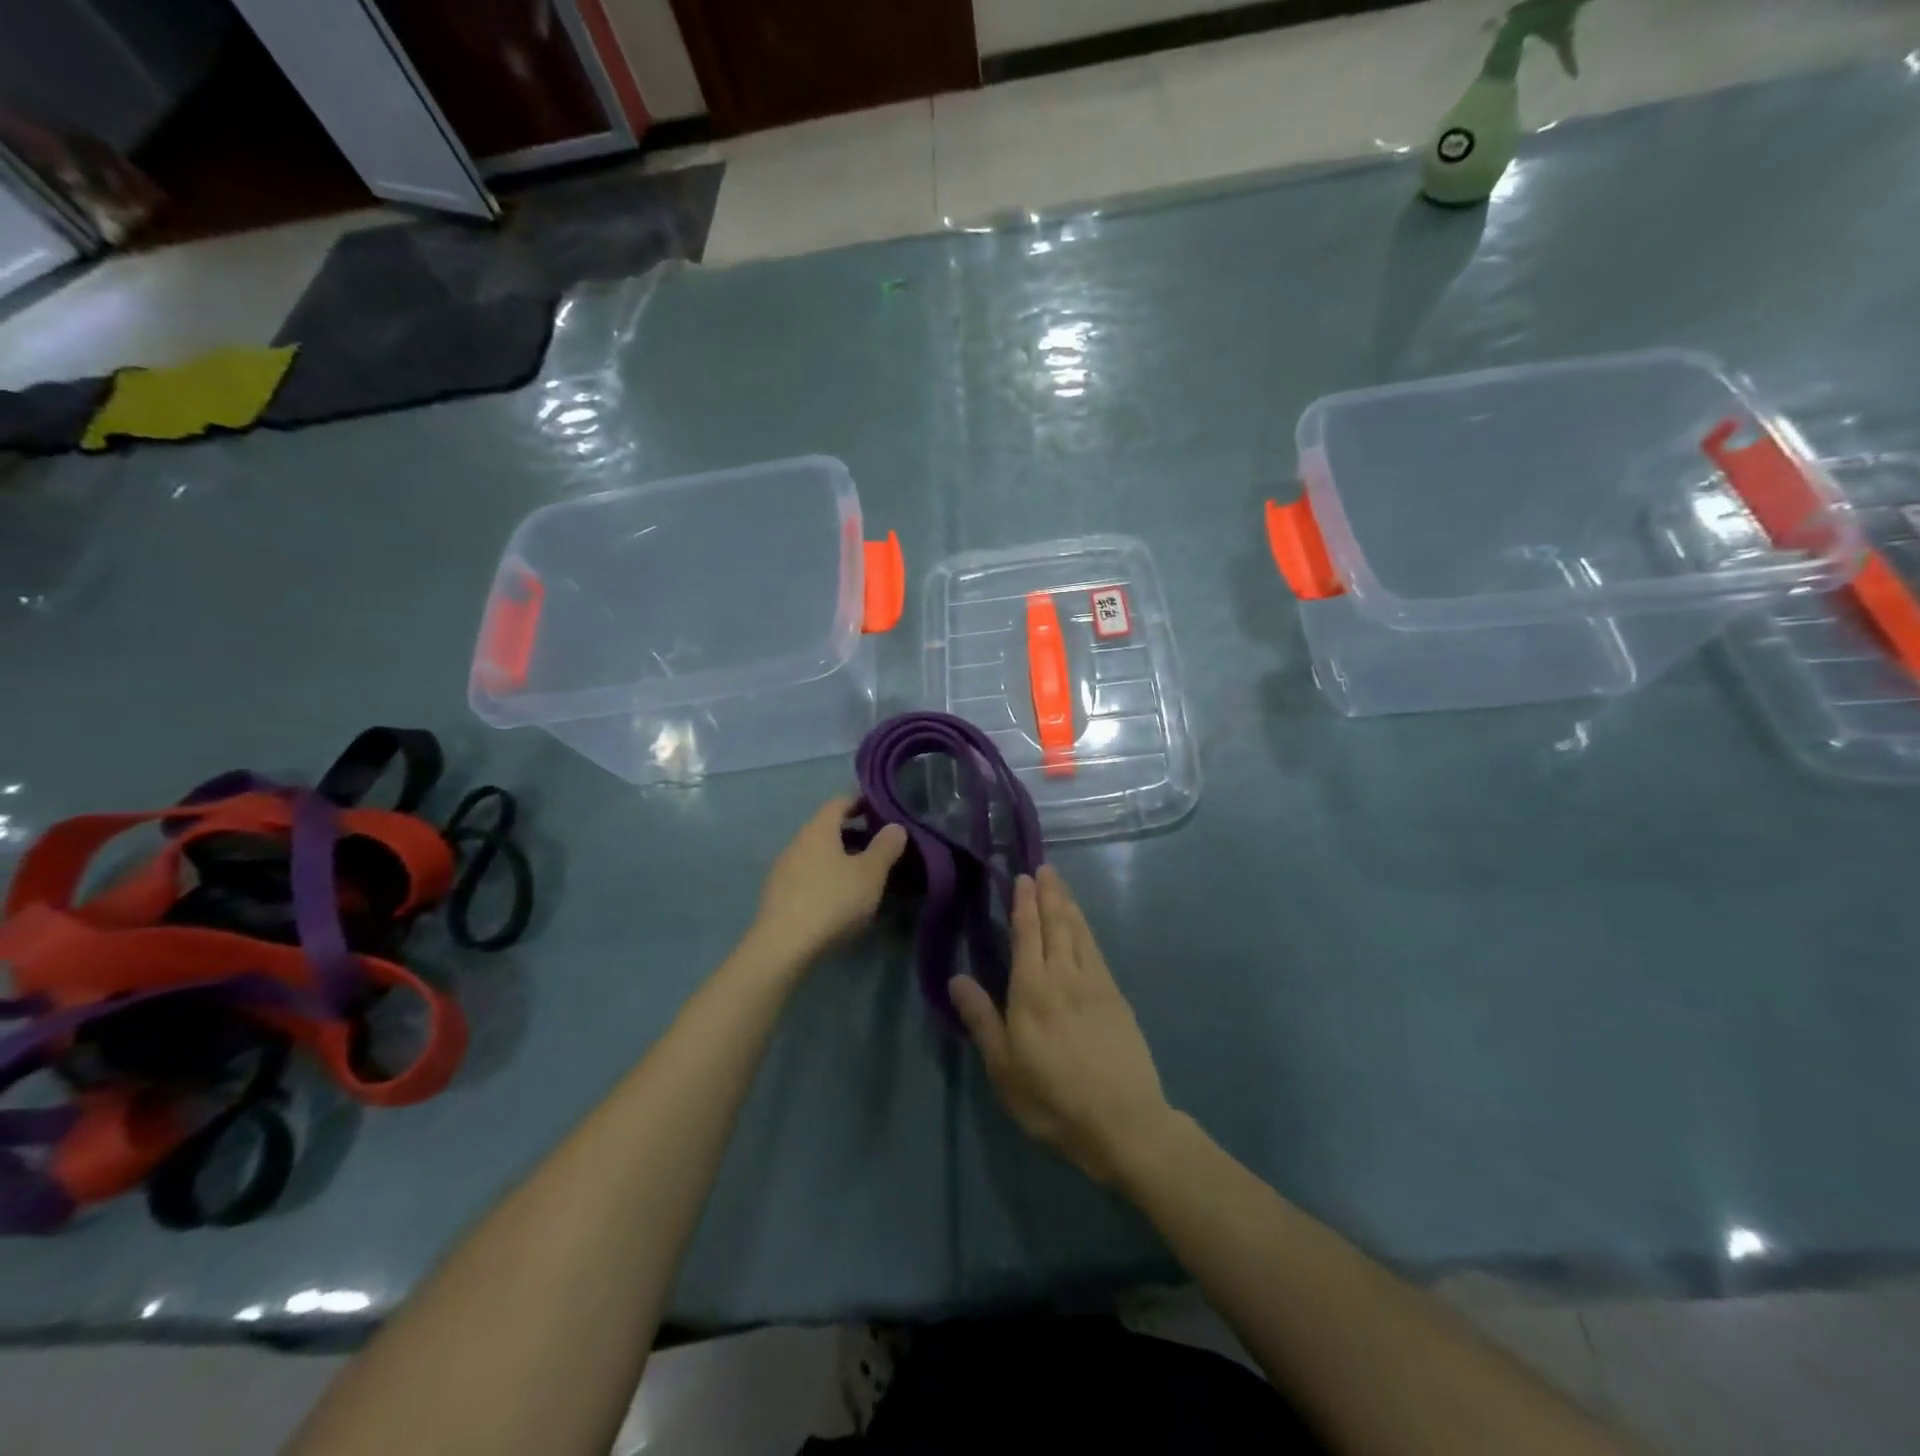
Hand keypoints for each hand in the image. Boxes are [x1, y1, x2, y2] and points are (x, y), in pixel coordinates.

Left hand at [752, 797, 907, 964]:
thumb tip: (895, 827)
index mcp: (818, 830)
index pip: (838, 802)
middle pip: (826, 829)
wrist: (782, 948)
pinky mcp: (776, 896)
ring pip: (815, 854)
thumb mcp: (870, 874)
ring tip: (861, 877)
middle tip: (878, 848)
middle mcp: (796, 843)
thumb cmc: (832, 901)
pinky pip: (806, 876)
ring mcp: (782, 870)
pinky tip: (838, 900)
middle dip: (852, 834)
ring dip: (838, 859)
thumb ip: (885, 847)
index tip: (879, 811)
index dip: (860, 802)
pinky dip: (825, 878)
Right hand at [950, 866, 1172, 1184]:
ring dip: (1068, 905)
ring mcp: (1096, 984)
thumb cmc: (1053, 1100)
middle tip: (1044, 867)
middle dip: (1049, 894)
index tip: (1022, 877)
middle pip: (1056, 925)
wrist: (1124, 1122)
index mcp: (1033, 991)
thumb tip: (956, 978)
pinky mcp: (1117, 998)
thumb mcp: (1005, 1069)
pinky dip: (1086, 930)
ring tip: (1060, 885)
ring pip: (1080, 933)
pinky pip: (1097, 950)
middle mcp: (1065, 977)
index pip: (1027, 934)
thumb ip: (982, 1020)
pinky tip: (1083, 928)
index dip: (1024, 904)